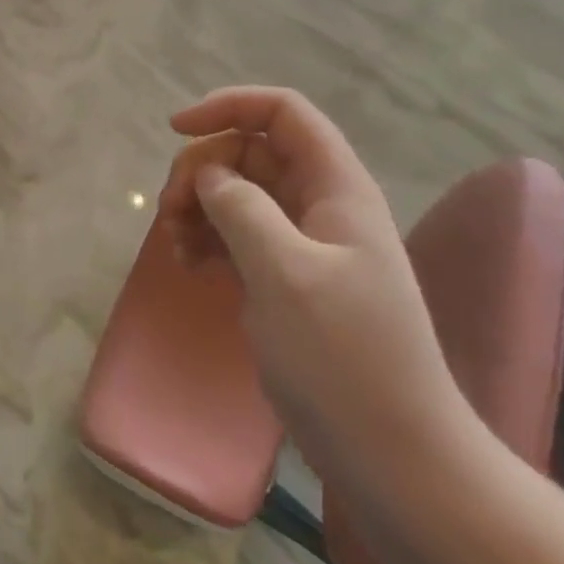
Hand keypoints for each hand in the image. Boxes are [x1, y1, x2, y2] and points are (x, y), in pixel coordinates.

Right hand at [152, 87, 480, 503]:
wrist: (394, 457)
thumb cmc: (345, 359)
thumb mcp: (286, 274)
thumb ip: (241, 209)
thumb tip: (208, 173)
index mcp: (336, 187)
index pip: (283, 112)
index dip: (229, 106)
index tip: (176, 130)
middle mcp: (321, 204)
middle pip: (250, 152)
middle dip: (202, 169)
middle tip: (169, 211)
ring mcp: (304, 243)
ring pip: (239, 193)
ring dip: (198, 206)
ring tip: (175, 246)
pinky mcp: (286, 278)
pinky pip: (238, 234)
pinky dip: (208, 239)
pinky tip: (188, 265)